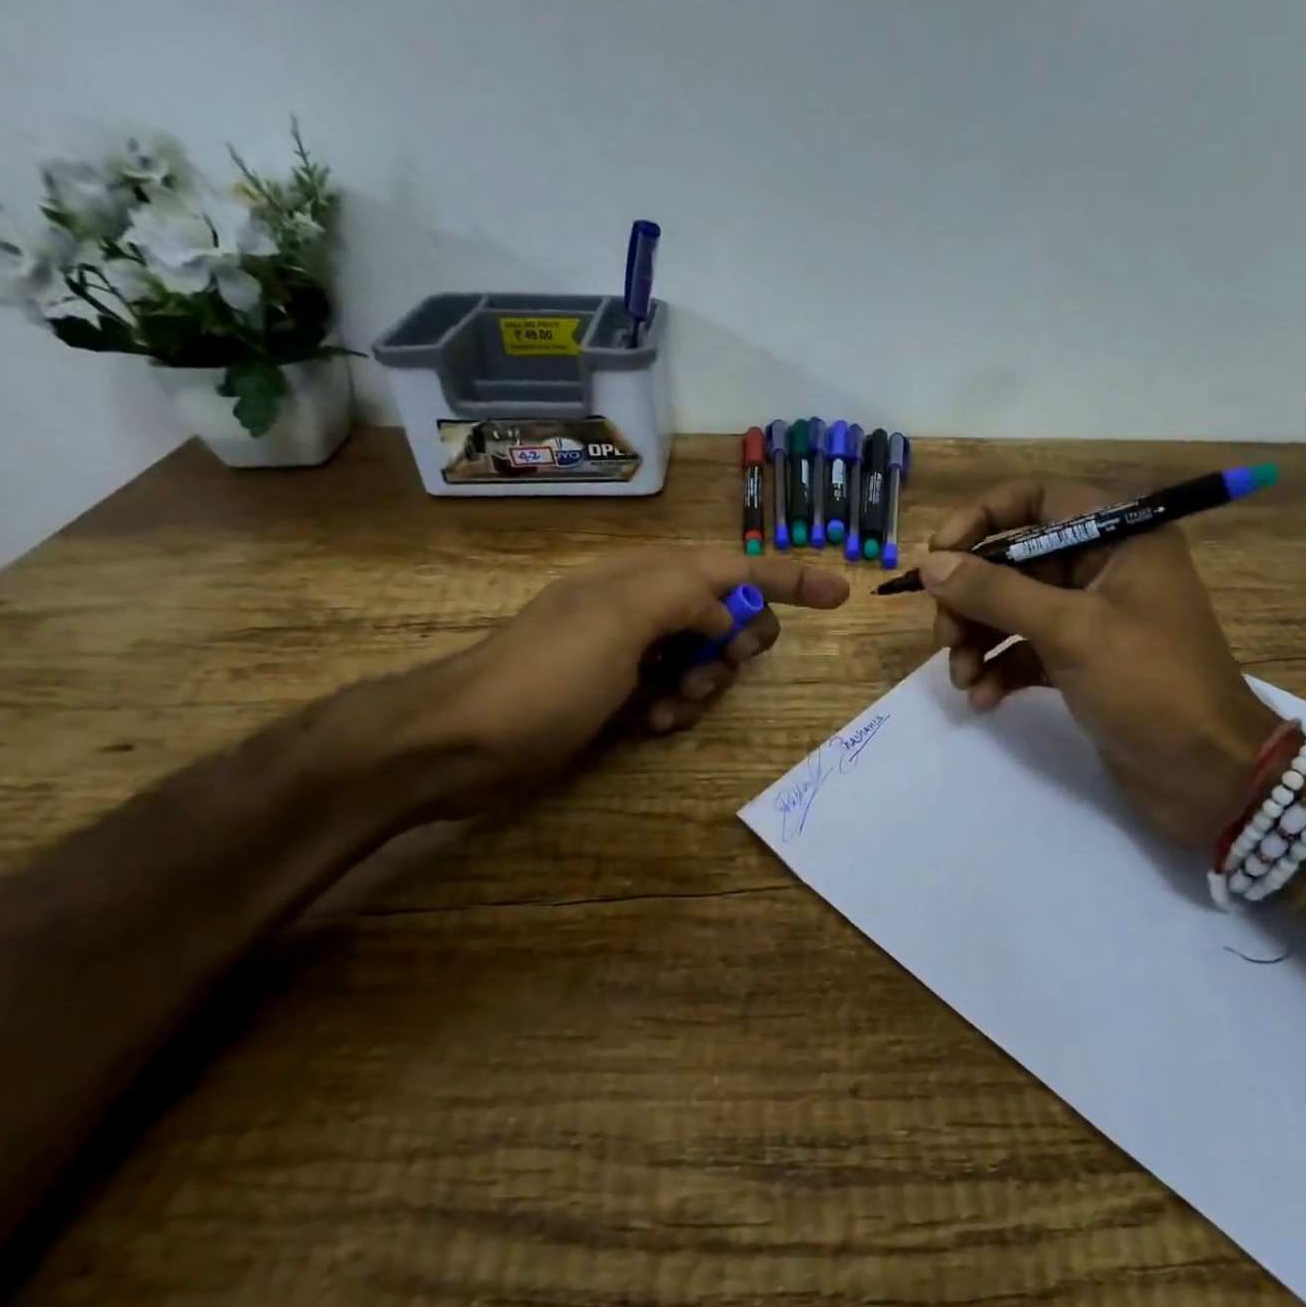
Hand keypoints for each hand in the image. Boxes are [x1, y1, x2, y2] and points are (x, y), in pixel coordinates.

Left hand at [391, 549, 849, 809]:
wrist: (465, 741)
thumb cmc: (547, 674)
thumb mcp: (620, 618)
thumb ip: (687, 597)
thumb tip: (725, 616)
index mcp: (646, 576)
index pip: (734, 566)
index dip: (789, 577)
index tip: (840, 594)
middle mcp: (642, 606)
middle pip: (726, 614)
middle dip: (737, 642)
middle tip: (721, 667)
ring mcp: (630, 651)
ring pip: (704, 659)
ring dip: (704, 684)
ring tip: (671, 707)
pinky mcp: (618, 692)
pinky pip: (674, 692)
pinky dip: (676, 708)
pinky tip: (652, 725)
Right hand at [921, 477, 1278, 849]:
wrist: (1208, 775)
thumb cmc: (1148, 684)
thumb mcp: (1068, 630)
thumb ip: (995, 592)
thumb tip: (932, 564)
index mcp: (1118, 536)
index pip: (1036, 498)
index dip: (981, 517)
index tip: (940, 554)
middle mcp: (1103, 566)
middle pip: (1014, 560)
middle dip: (972, 598)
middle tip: (945, 636)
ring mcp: (1092, 615)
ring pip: (1014, 608)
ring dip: (978, 638)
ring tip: (961, 677)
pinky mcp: (1082, 659)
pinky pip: (1025, 649)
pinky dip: (1000, 668)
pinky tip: (982, 699)